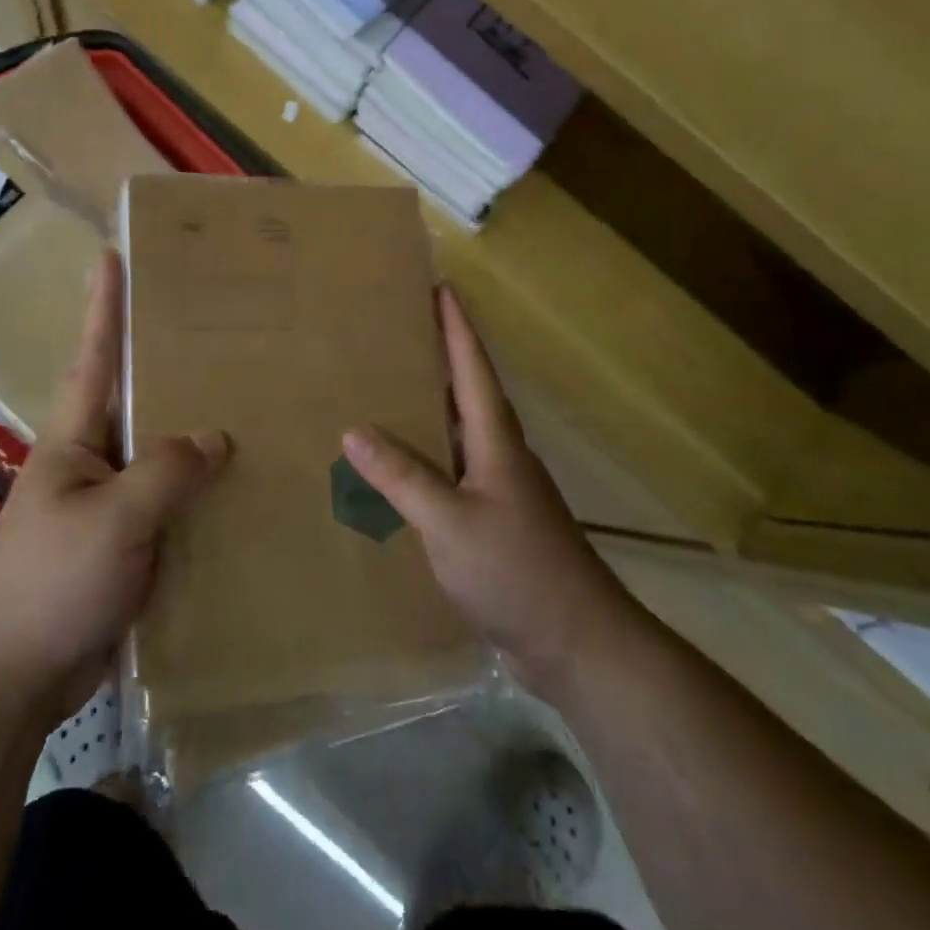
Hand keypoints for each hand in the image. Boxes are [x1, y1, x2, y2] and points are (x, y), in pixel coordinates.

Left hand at [0, 251, 229, 722]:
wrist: (15, 677)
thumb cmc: (51, 582)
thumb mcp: (112, 519)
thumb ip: (166, 472)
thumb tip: (217, 437)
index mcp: (75, 439)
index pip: (95, 357)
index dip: (104, 306)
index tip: (113, 255)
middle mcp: (94, 460)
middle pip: (138, 398)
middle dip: (171, 360)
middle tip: (223, 327)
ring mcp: (111, 503)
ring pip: (162, 452)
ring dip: (196, 429)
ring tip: (251, 398)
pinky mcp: (130, 543)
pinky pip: (174, 502)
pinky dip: (203, 489)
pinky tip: (246, 484)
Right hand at [343, 285, 637, 703]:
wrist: (576, 642)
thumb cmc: (516, 570)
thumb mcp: (450, 522)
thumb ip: (402, 476)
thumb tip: (353, 429)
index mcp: (496, 441)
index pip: (472, 368)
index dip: (456, 327)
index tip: (441, 287)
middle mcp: (500, 455)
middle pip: (467, 392)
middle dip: (438, 357)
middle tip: (398, 330)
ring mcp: (499, 490)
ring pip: (459, 433)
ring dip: (431, 407)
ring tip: (388, 389)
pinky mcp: (494, 522)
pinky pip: (452, 472)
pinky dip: (426, 457)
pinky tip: (398, 469)